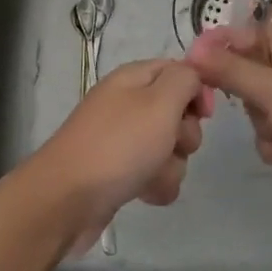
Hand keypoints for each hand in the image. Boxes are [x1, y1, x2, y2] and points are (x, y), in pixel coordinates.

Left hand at [24, 59, 211, 253]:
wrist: (67, 200)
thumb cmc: (119, 145)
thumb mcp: (159, 102)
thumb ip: (184, 80)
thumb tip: (192, 77)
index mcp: (133, 78)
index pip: (177, 71)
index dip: (196, 90)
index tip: (204, 114)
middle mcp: (127, 104)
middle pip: (177, 112)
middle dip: (185, 133)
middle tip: (172, 143)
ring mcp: (122, 140)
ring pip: (169, 148)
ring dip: (171, 165)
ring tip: (153, 175)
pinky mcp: (119, 173)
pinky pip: (154, 174)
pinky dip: (156, 185)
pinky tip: (145, 194)